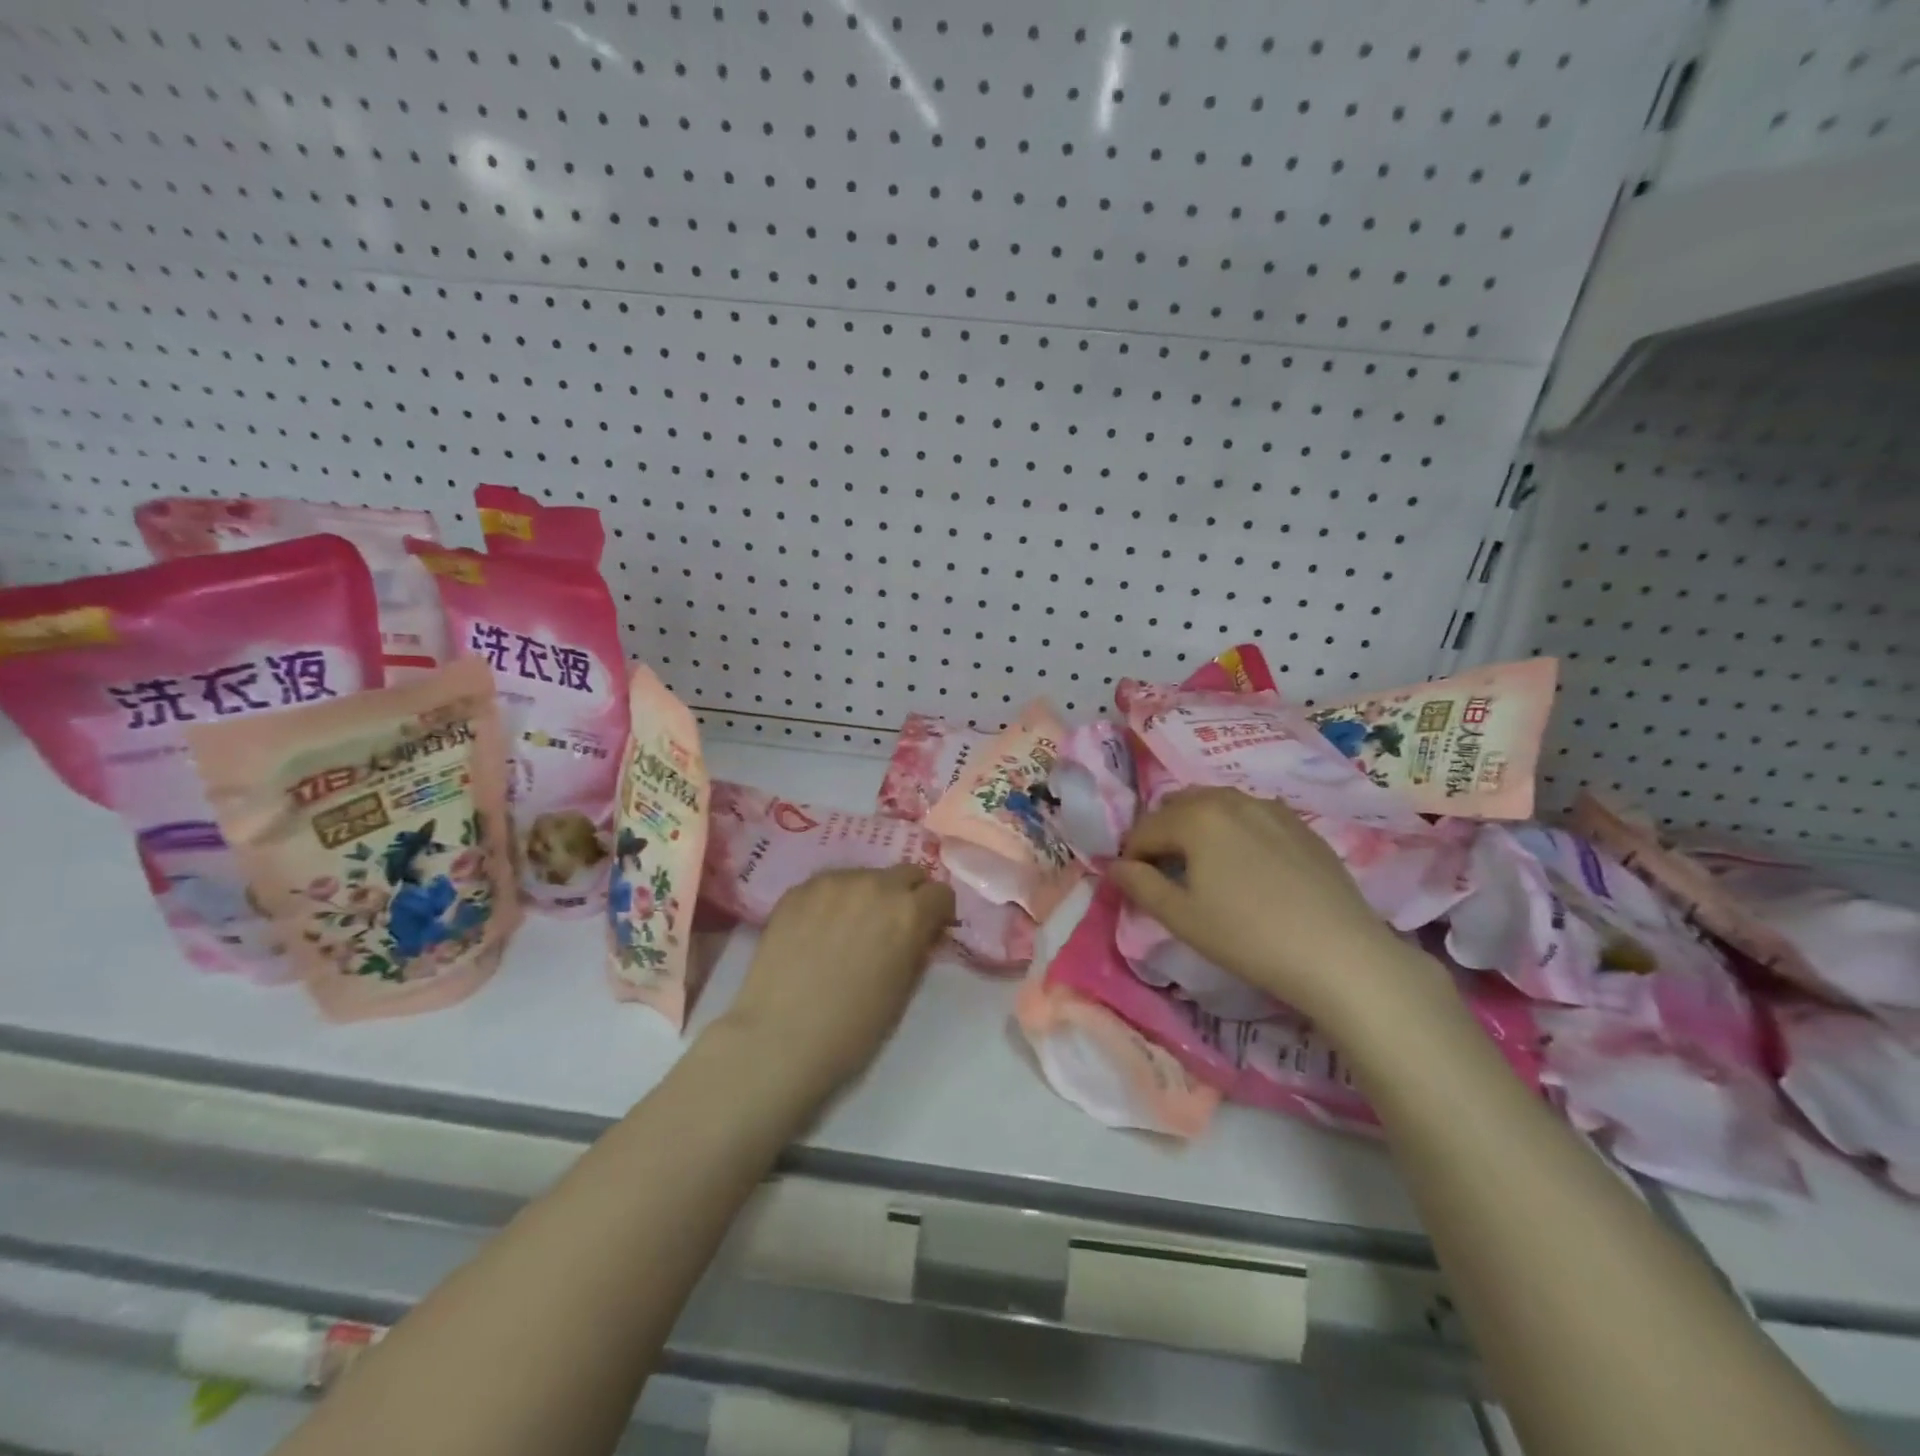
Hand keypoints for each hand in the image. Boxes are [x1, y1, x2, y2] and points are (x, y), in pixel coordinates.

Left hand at [718, 864, 955, 1099]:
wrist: (780, 1038)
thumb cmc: (853, 1028)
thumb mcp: (904, 991)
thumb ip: (917, 949)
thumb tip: (919, 933)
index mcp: (909, 912)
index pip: (941, 893)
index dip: (938, 913)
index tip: (929, 930)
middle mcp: (875, 884)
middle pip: (906, 872)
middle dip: (908, 895)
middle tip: (892, 925)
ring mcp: (833, 882)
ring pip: (865, 875)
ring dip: (868, 895)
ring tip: (849, 928)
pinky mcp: (798, 888)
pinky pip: (829, 885)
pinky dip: (833, 900)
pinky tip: (818, 930)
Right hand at [1108, 787, 1433, 1027]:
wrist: (1339, 955)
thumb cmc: (1248, 937)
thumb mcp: (1182, 918)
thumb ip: (1140, 886)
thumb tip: (1113, 866)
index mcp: (1196, 817)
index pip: (1145, 829)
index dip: (1130, 856)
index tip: (1133, 884)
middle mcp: (1230, 799)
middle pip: (1179, 806)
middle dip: (1162, 833)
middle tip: (1165, 872)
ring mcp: (1270, 808)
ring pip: (1217, 804)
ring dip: (1197, 827)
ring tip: (1203, 865)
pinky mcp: (1300, 825)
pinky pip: (1251, 814)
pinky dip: (1233, 829)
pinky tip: (1246, 865)